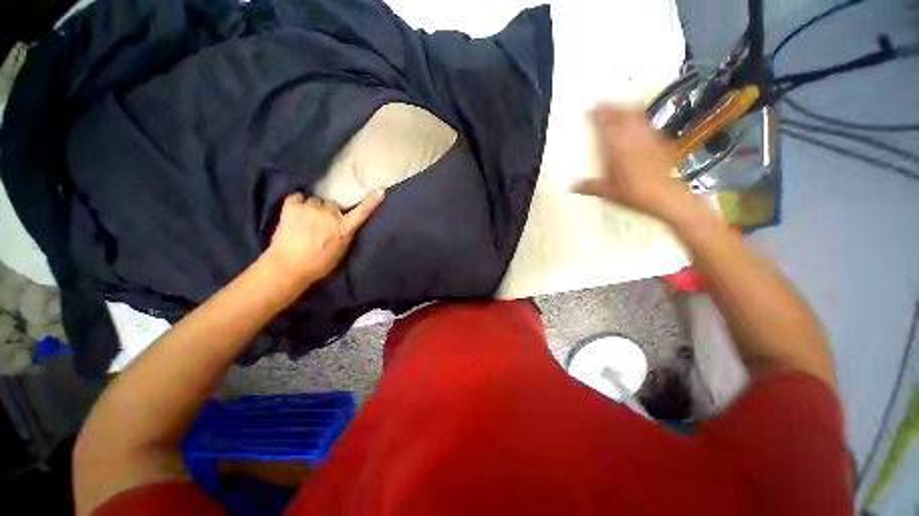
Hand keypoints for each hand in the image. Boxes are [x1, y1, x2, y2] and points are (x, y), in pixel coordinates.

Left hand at [262, 190, 384, 288]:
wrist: (289, 267)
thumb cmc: (318, 264)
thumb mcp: (341, 250)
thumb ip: (344, 234)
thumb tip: (343, 225)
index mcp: (344, 228)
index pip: (362, 212)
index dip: (372, 201)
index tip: (380, 191)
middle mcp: (330, 215)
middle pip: (331, 205)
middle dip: (327, 212)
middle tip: (319, 225)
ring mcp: (311, 209)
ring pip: (315, 201)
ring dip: (312, 208)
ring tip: (304, 222)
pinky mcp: (292, 207)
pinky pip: (297, 197)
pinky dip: (296, 203)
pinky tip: (294, 213)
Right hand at [574, 105, 691, 218]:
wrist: (664, 195)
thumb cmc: (631, 192)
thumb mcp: (605, 191)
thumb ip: (588, 186)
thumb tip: (572, 187)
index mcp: (615, 144)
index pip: (603, 121)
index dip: (595, 113)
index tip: (588, 108)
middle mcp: (631, 135)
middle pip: (621, 112)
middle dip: (611, 106)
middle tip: (602, 105)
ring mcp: (648, 135)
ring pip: (636, 114)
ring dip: (626, 109)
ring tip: (618, 110)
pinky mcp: (660, 140)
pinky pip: (647, 124)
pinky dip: (639, 120)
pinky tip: (636, 127)